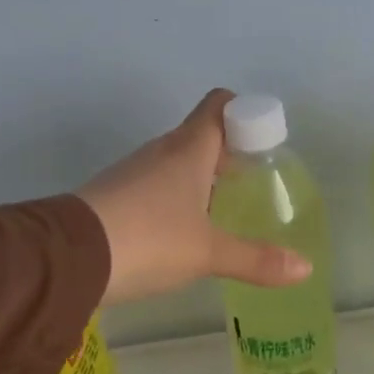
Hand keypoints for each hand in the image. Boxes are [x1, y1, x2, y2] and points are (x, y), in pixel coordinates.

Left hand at [80, 89, 312, 306]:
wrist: (67, 258)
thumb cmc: (149, 240)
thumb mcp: (208, 253)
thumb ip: (256, 260)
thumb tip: (306, 268)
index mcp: (189, 149)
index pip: (220, 105)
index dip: (245, 114)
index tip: (264, 142)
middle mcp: (161, 152)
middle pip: (202, 135)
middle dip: (229, 154)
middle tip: (252, 185)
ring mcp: (134, 172)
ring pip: (177, 162)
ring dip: (201, 178)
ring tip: (223, 213)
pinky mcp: (114, 195)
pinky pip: (155, 185)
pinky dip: (175, 198)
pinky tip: (182, 232)